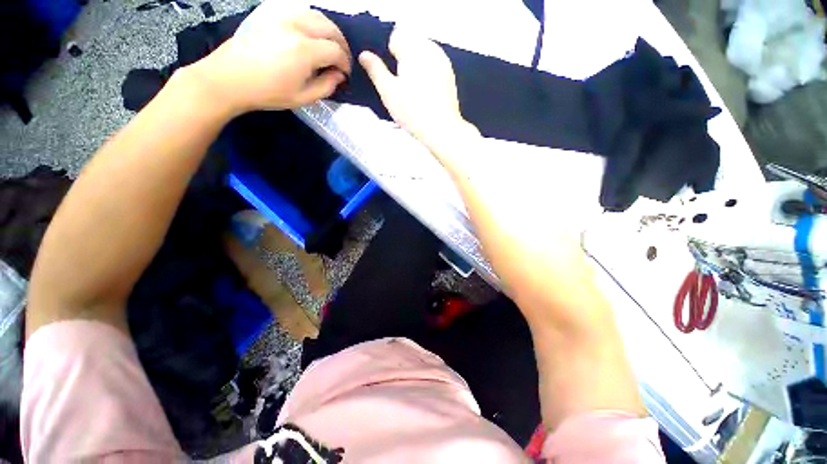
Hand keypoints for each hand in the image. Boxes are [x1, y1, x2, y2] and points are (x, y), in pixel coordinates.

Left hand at [190, 5, 350, 113]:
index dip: (345, 63)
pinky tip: (313, 38)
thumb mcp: (302, 98)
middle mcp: (296, 28)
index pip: (336, 50)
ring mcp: (283, 19)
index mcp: (305, 50)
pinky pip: (301, 14)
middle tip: (342, 60)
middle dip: (342, 44)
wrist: (229, 78)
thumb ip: (326, 86)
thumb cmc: (268, 93)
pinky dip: (314, 24)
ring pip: (316, 16)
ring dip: (329, 31)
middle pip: (330, 28)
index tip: (346, 74)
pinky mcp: (272, 17)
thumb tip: (338, 76)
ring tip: (330, 47)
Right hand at [359, 29, 476, 150]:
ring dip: (416, 64)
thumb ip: (375, 70)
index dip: (390, 53)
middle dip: (404, 57)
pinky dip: (427, 71)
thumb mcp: (388, 92)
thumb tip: (364, 54)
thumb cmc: (412, 111)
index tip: (392, 75)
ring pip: (424, 52)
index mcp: (413, 49)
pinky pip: (434, 64)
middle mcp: (430, 49)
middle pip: (412, 41)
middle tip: (402, 84)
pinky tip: (425, 91)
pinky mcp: (449, 74)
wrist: (441, 128)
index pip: (397, 36)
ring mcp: (443, 61)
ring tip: (413, 89)